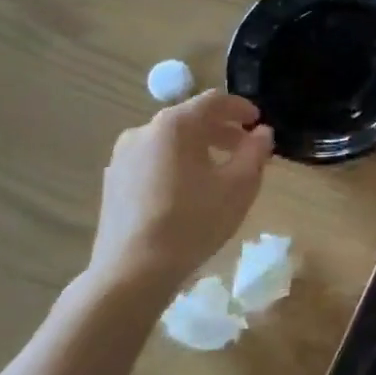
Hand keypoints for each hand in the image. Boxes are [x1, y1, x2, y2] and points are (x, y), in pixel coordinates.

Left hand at [91, 91, 273, 295]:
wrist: (130, 273)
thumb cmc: (192, 222)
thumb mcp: (238, 186)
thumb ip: (255, 152)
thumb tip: (262, 132)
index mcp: (175, 125)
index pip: (214, 101)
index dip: (241, 107)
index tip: (258, 122)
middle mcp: (144, 131)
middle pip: (190, 119)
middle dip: (221, 130)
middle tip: (245, 149)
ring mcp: (123, 157)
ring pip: (170, 141)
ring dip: (199, 148)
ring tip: (219, 172)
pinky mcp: (113, 182)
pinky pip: (153, 160)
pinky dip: (176, 164)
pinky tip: (188, 191)